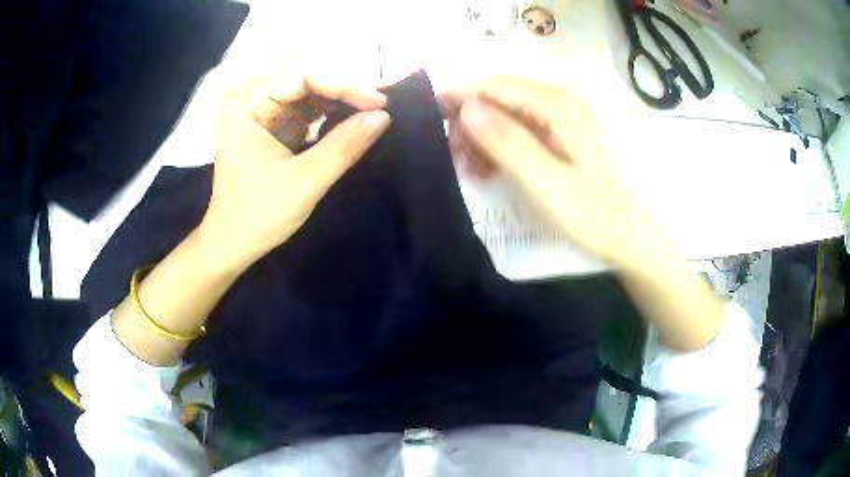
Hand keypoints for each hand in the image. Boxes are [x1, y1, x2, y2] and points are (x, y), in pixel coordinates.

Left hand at [199, 64, 391, 268]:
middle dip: (342, 83)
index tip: (379, 101)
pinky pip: (306, 103)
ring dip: (340, 94)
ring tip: (372, 105)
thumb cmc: (258, 216)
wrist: (233, 243)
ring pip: (308, 84)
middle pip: (303, 72)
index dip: (342, 83)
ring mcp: (261, 108)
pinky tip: (353, 114)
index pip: (299, 75)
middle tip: (378, 99)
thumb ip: (343, 147)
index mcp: (245, 105)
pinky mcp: (273, 122)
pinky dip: (332, 107)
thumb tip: (383, 117)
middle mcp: (250, 98)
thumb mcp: (303, 183)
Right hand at [440, 76, 667, 271]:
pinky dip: (503, 143)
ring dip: (485, 135)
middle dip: (472, 122)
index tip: (433, 124)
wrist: (634, 237)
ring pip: (508, 111)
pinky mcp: (566, 132)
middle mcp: (561, 99)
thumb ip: (507, 141)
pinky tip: (495, 166)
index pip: (493, 85)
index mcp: (557, 104)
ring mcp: (565, 115)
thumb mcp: (547, 183)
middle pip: (500, 95)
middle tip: (459, 160)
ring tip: (475, 169)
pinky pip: (523, 126)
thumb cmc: (595, 215)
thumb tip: (467, 107)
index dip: (459, 99)